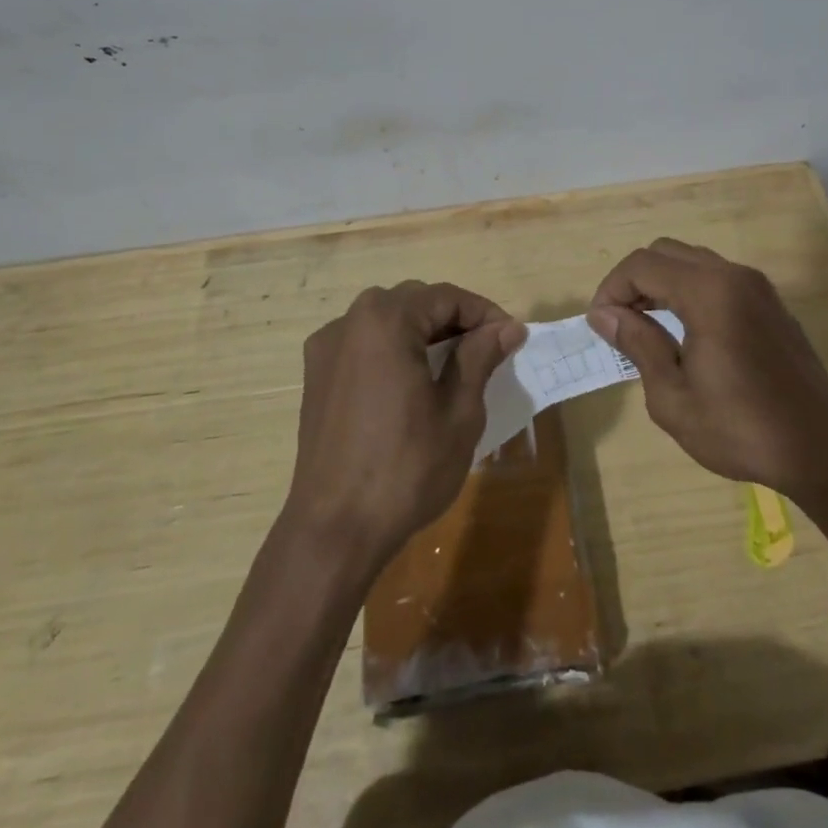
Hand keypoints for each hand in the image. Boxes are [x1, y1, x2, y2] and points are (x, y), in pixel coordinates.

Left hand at [287, 282, 526, 565]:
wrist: (334, 530)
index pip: (446, 297)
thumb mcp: (459, 412)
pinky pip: (363, 342)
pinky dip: (392, 348)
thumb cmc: (406, 469)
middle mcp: (350, 321)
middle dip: (454, 319)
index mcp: (386, 321)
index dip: (484, 313)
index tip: (511, 338)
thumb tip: (509, 327)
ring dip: (423, 331)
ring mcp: (327, 347)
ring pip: (387, 319)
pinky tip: (410, 381)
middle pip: (414, 301)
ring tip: (453, 365)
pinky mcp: (316, 375)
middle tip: (487, 351)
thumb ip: (481, 357)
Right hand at [588, 238, 827, 502]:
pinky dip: (689, 290)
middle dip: (634, 280)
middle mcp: (734, 275)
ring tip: (646, 327)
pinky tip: (684, 330)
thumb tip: (604, 314)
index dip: (611, 288)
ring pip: (692, 261)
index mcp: (709, 293)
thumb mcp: (673, 397)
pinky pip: (717, 277)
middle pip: (666, 252)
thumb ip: (638, 344)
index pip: (642, 265)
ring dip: (661, 283)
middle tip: (619, 323)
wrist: (821, 450)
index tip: (600, 325)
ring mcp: (757, 286)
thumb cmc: (741, 430)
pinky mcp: (770, 303)